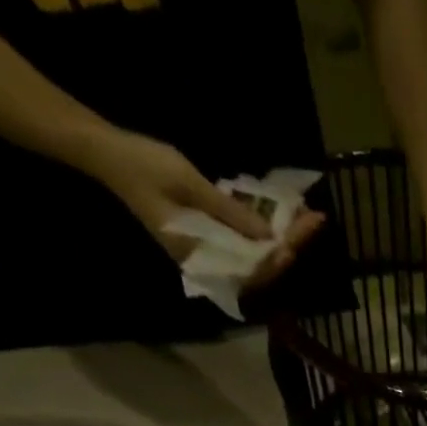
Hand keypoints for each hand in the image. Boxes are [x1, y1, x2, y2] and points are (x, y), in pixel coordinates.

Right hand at [81, 127, 326, 284]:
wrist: (109, 155)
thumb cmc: (145, 167)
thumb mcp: (190, 184)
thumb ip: (229, 213)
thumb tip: (268, 236)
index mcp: (199, 258)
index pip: (248, 270)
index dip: (276, 259)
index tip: (296, 244)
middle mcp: (209, 263)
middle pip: (259, 265)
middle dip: (290, 245)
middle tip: (316, 221)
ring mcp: (211, 252)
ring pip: (257, 255)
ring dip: (284, 238)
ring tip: (310, 219)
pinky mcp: (213, 238)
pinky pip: (246, 241)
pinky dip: (266, 230)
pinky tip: (287, 216)